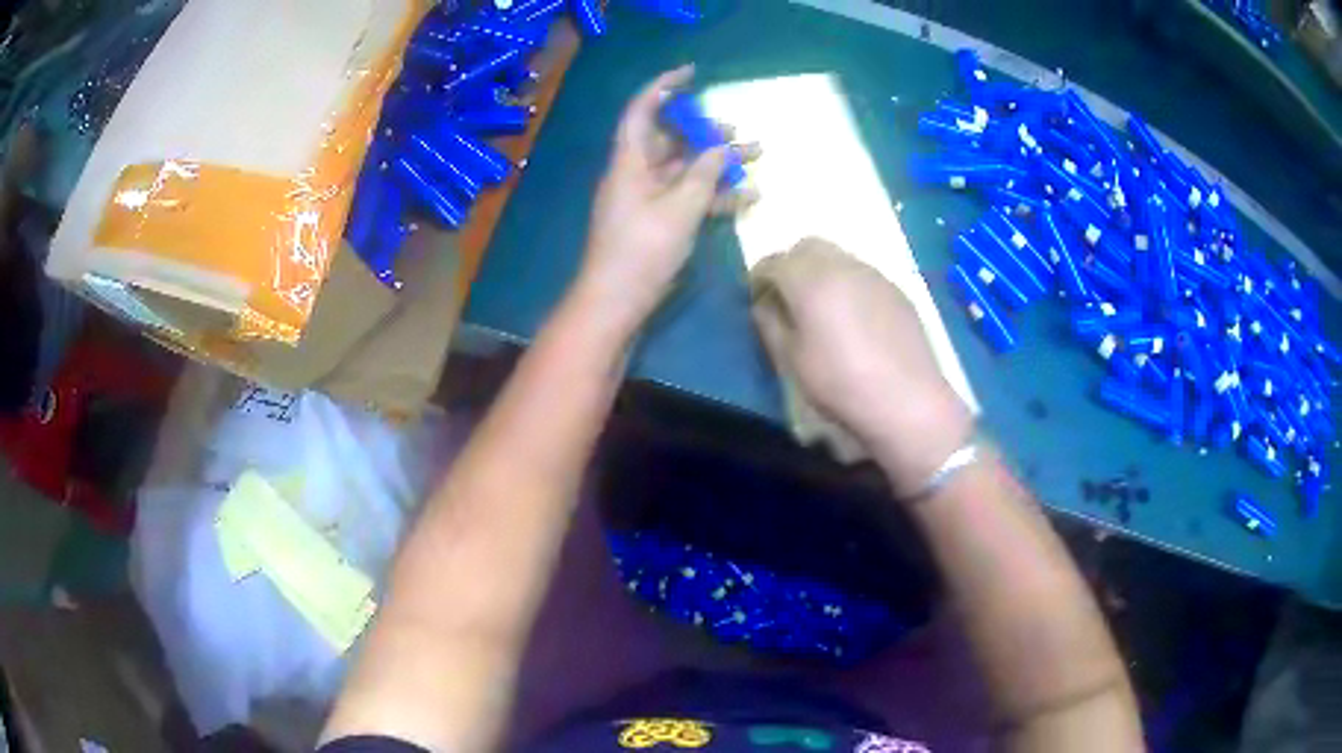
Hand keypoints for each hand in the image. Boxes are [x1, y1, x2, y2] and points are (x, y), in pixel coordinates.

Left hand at [576, 66, 757, 329]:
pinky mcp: (657, 222)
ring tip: (756, 162)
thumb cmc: (641, 251)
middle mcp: (636, 173)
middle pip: (671, 141)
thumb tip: (721, 149)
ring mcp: (647, 199)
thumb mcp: (679, 209)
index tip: (692, 73)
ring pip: (685, 170)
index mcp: (630, 161)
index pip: (642, 111)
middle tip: (740, 136)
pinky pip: (687, 197)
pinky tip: (746, 200)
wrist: (615, 302)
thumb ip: (704, 175)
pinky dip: (713, 196)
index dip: (663, 86)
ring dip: (718, 166)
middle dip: (707, 134)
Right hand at [750, 238, 973, 497]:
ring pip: (837, 257)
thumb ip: (770, 324)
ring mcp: (874, 274)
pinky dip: (847, 284)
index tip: (756, 299)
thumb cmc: (840, 383)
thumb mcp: (791, 360)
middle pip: (807, 247)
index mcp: (809, 280)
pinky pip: (862, 274)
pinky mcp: (897, 289)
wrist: (907, 399)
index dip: (758, 278)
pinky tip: (853, 318)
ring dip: (821, 272)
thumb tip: (763, 304)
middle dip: (791, 265)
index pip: (773, 261)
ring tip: (822, 308)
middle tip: (788, 298)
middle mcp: (841, 265)